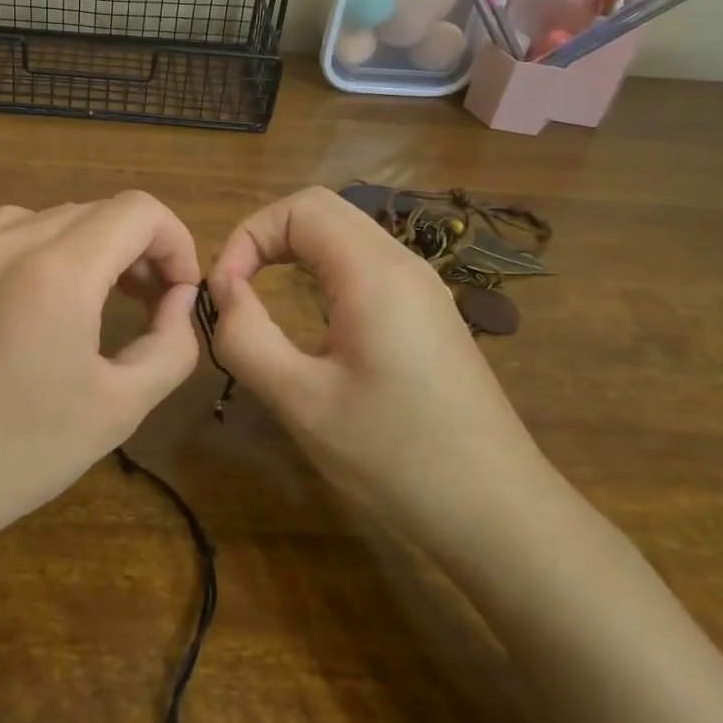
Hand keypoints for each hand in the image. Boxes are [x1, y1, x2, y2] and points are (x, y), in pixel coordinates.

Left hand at [0, 192, 202, 552]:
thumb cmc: (21, 451)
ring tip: (105, 300)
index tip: (180, 295)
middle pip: (100, 210)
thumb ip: (171, 344)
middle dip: (141, 249)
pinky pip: (14, 231)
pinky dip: (50, 249)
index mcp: (58, 269)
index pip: (139, 210)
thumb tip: (177, 299)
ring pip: (58, 217)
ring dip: (96, 246)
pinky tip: (47, 299)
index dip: (176, 242)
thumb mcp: (120, 407)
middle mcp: (11, 240)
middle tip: (151, 306)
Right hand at [208, 187, 560, 560]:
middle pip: (323, 211)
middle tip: (236, 288)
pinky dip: (324, 271)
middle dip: (267, 237)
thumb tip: (223, 290)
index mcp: (375, 273)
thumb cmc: (396, 457)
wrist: (499, 514)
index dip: (249, 235)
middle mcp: (404, 264)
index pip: (300, 208)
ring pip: (346, 235)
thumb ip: (247, 338)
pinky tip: (313, 319)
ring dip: (295, 252)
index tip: (225, 290)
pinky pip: (366, 265)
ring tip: (262, 299)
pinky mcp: (429, 314)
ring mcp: (423, 288)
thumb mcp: (303, 402)